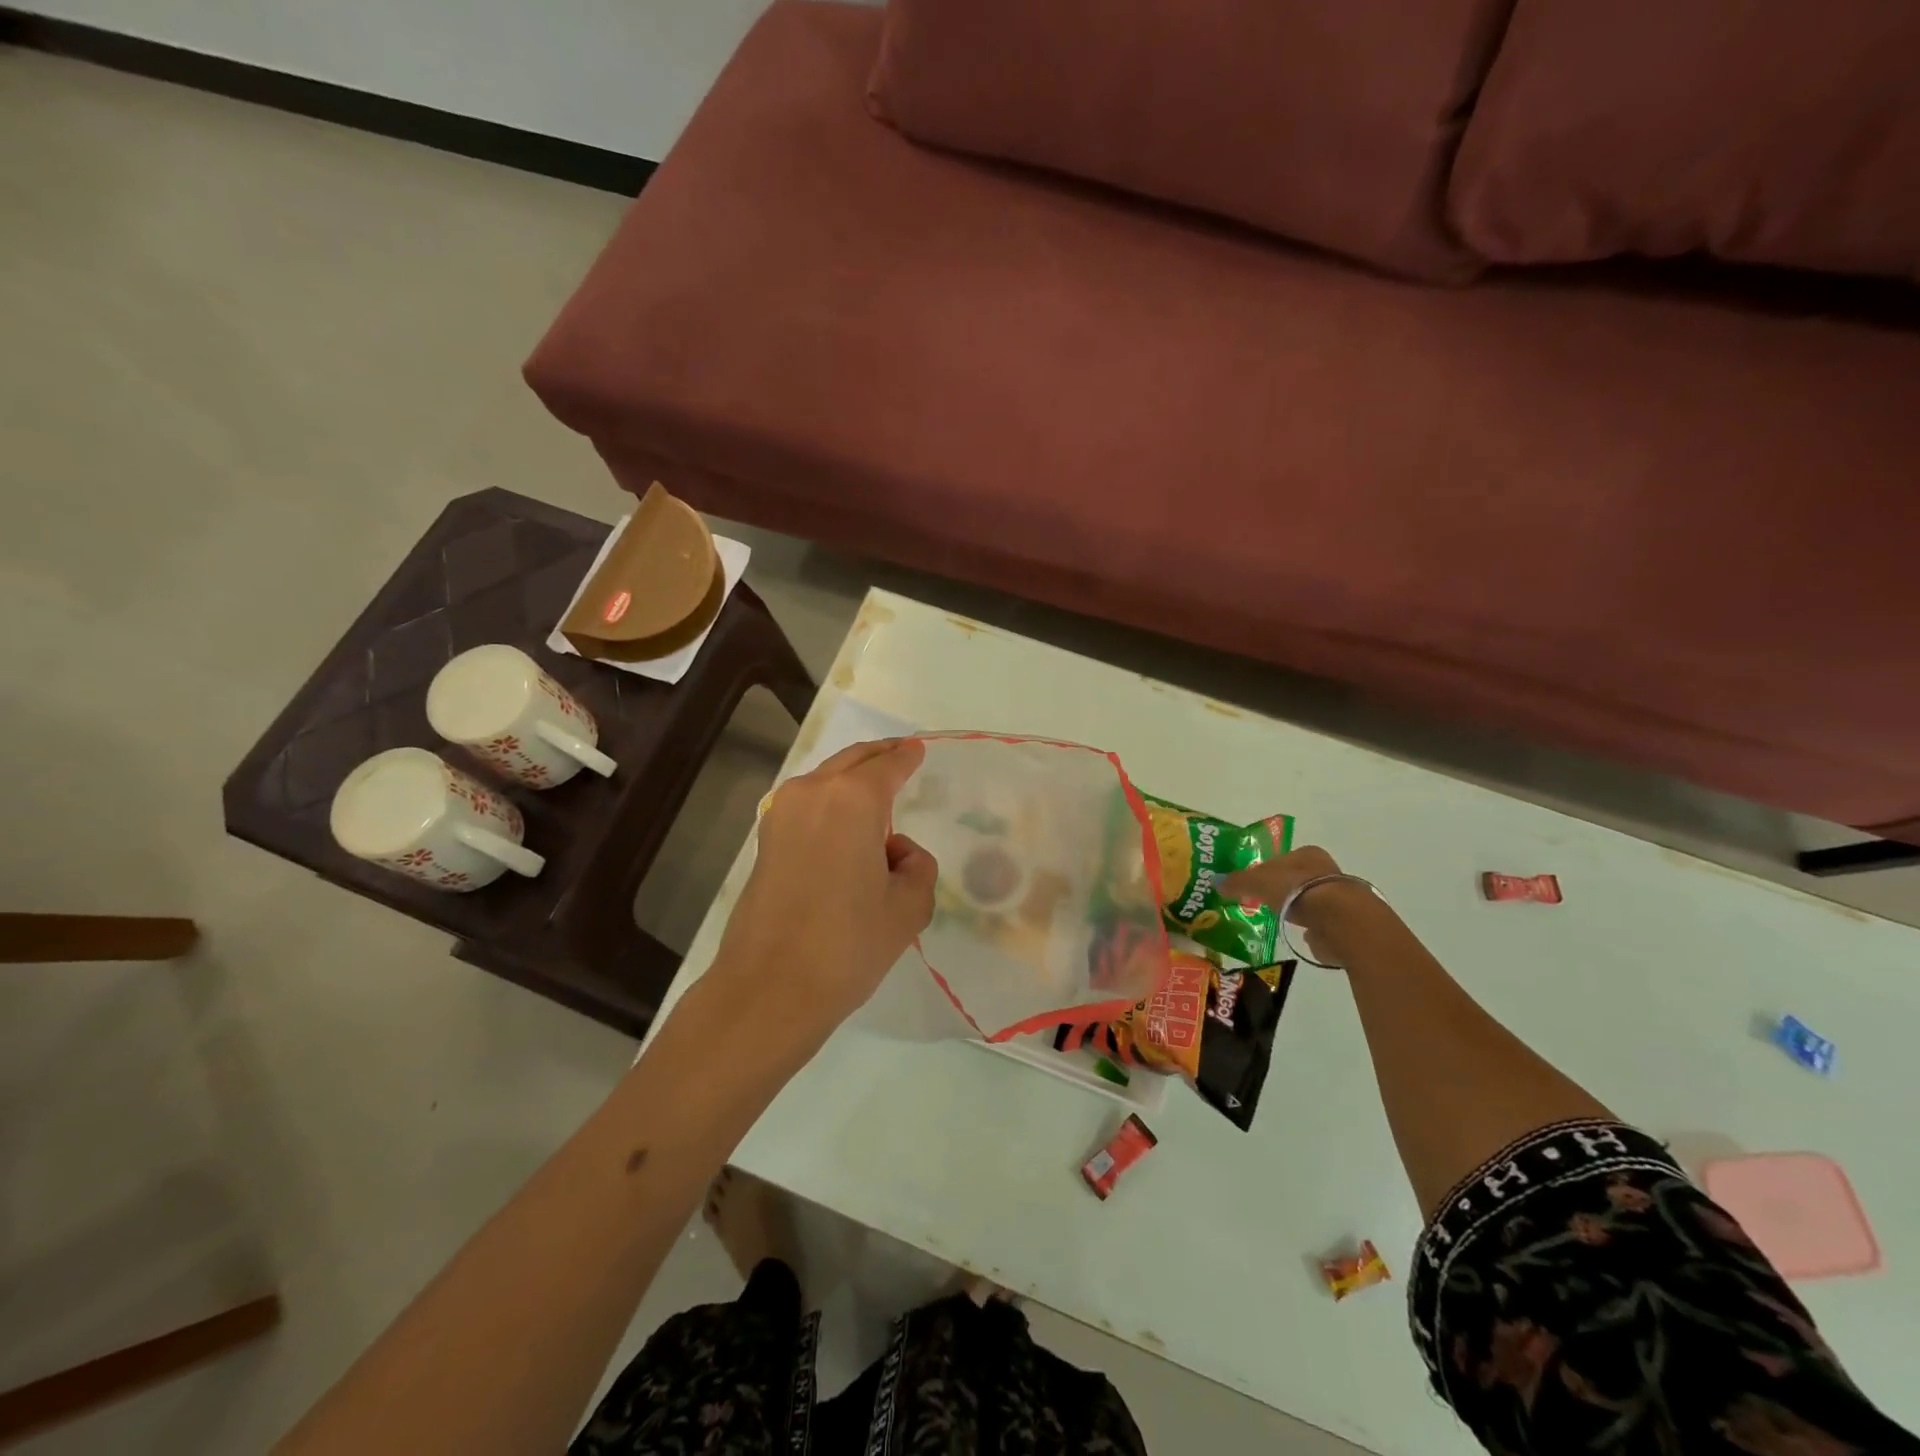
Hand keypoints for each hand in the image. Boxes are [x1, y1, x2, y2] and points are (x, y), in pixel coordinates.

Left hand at [713, 739, 936, 1038]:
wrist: (771, 987)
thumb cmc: (848, 943)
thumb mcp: (908, 907)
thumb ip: (918, 867)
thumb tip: (897, 854)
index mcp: (854, 800)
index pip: (888, 765)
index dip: (907, 756)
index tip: (918, 750)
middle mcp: (813, 793)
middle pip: (852, 761)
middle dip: (879, 755)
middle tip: (901, 754)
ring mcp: (781, 814)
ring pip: (825, 780)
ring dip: (851, 779)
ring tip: (876, 796)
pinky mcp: (765, 841)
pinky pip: (807, 804)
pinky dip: (830, 802)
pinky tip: (845, 826)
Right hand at [1220, 846, 1389, 958]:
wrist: (1340, 921)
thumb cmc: (1296, 891)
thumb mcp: (1258, 881)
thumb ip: (1238, 882)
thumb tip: (1217, 883)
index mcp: (1307, 854)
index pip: (1280, 859)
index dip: (1264, 870)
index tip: (1250, 886)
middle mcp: (1327, 871)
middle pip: (1296, 880)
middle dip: (1281, 891)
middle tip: (1260, 903)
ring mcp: (1339, 899)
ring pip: (1309, 902)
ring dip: (1296, 911)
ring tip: (1277, 920)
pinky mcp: (1345, 925)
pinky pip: (1320, 926)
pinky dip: (1310, 931)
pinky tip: (1298, 936)